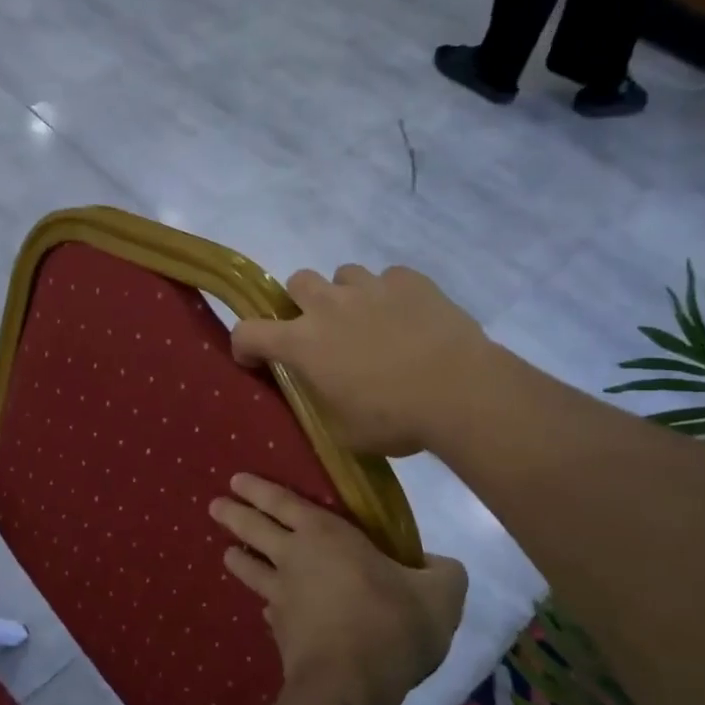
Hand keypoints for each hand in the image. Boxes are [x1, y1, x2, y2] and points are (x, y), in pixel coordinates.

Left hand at [211, 475, 467, 704]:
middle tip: (214, 505)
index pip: (283, 502)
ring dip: (238, 558)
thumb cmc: (392, 623)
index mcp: (326, 535)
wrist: (351, 685)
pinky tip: (268, 612)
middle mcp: (294, 560)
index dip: (259, 489)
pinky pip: (269, 611)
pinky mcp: (281, 634)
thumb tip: (437, 565)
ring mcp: (282, 598)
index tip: (236, 480)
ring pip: (251, 570)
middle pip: (254, 529)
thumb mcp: (441, 592)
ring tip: (227, 553)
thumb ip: (442, 572)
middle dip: (233, 514)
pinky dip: (267, 607)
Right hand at [230, 264, 490, 455]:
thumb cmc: (394, 419)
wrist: (460, 391)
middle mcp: (329, 306)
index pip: (249, 332)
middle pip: (296, 281)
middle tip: (322, 332)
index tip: (255, 360)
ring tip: (369, 322)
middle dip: (301, 303)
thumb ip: (324, 403)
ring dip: (346, 295)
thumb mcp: (344, 429)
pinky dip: (390, 295)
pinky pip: (389, 278)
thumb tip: (327, 393)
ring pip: (343, 275)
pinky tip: (407, 318)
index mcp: (303, 343)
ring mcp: (370, 287)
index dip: (244, 345)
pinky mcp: (409, 280)